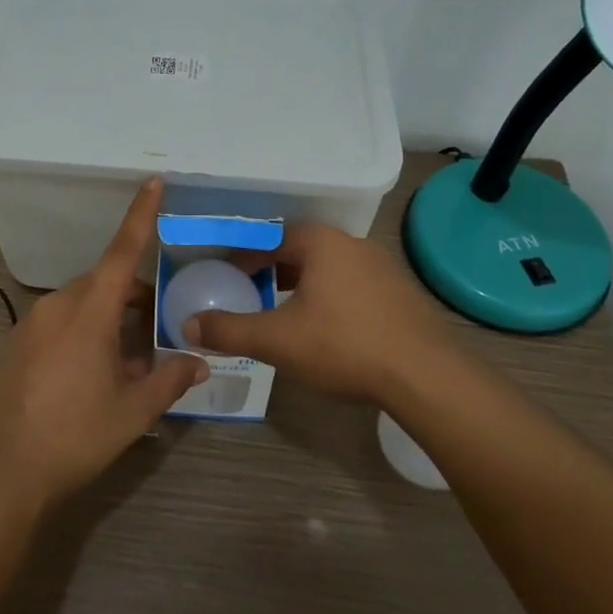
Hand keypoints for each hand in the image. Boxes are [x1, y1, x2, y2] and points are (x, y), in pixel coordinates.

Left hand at [0, 178, 207, 511]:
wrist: (1, 470)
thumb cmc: (75, 434)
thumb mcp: (132, 411)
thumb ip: (169, 380)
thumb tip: (198, 362)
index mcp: (90, 310)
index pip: (122, 250)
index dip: (141, 215)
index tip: (154, 182)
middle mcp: (59, 305)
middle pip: (105, 283)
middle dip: (134, 297)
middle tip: (159, 330)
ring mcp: (33, 323)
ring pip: (82, 304)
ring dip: (109, 319)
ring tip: (129, 362)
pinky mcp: (18, 344)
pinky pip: (60, 322)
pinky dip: (84, 333)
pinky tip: (93, 375)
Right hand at [186, 223, 453, 403]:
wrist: (425, 377)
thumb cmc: (343, 345)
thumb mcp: (277, 340)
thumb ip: (229, 330)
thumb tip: (188, 324)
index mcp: (321, 242)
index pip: (270, 236)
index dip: (244, 256)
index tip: (227, 276)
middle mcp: (352, 244)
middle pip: (300, 249)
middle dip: (272, 269)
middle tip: (251, 293)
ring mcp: (382, 268)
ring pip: (328, 268)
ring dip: (303, 284)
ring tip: (285, 312)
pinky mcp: (400, 294)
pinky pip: (352, 285)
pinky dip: (331, 298)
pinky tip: (327, 329)